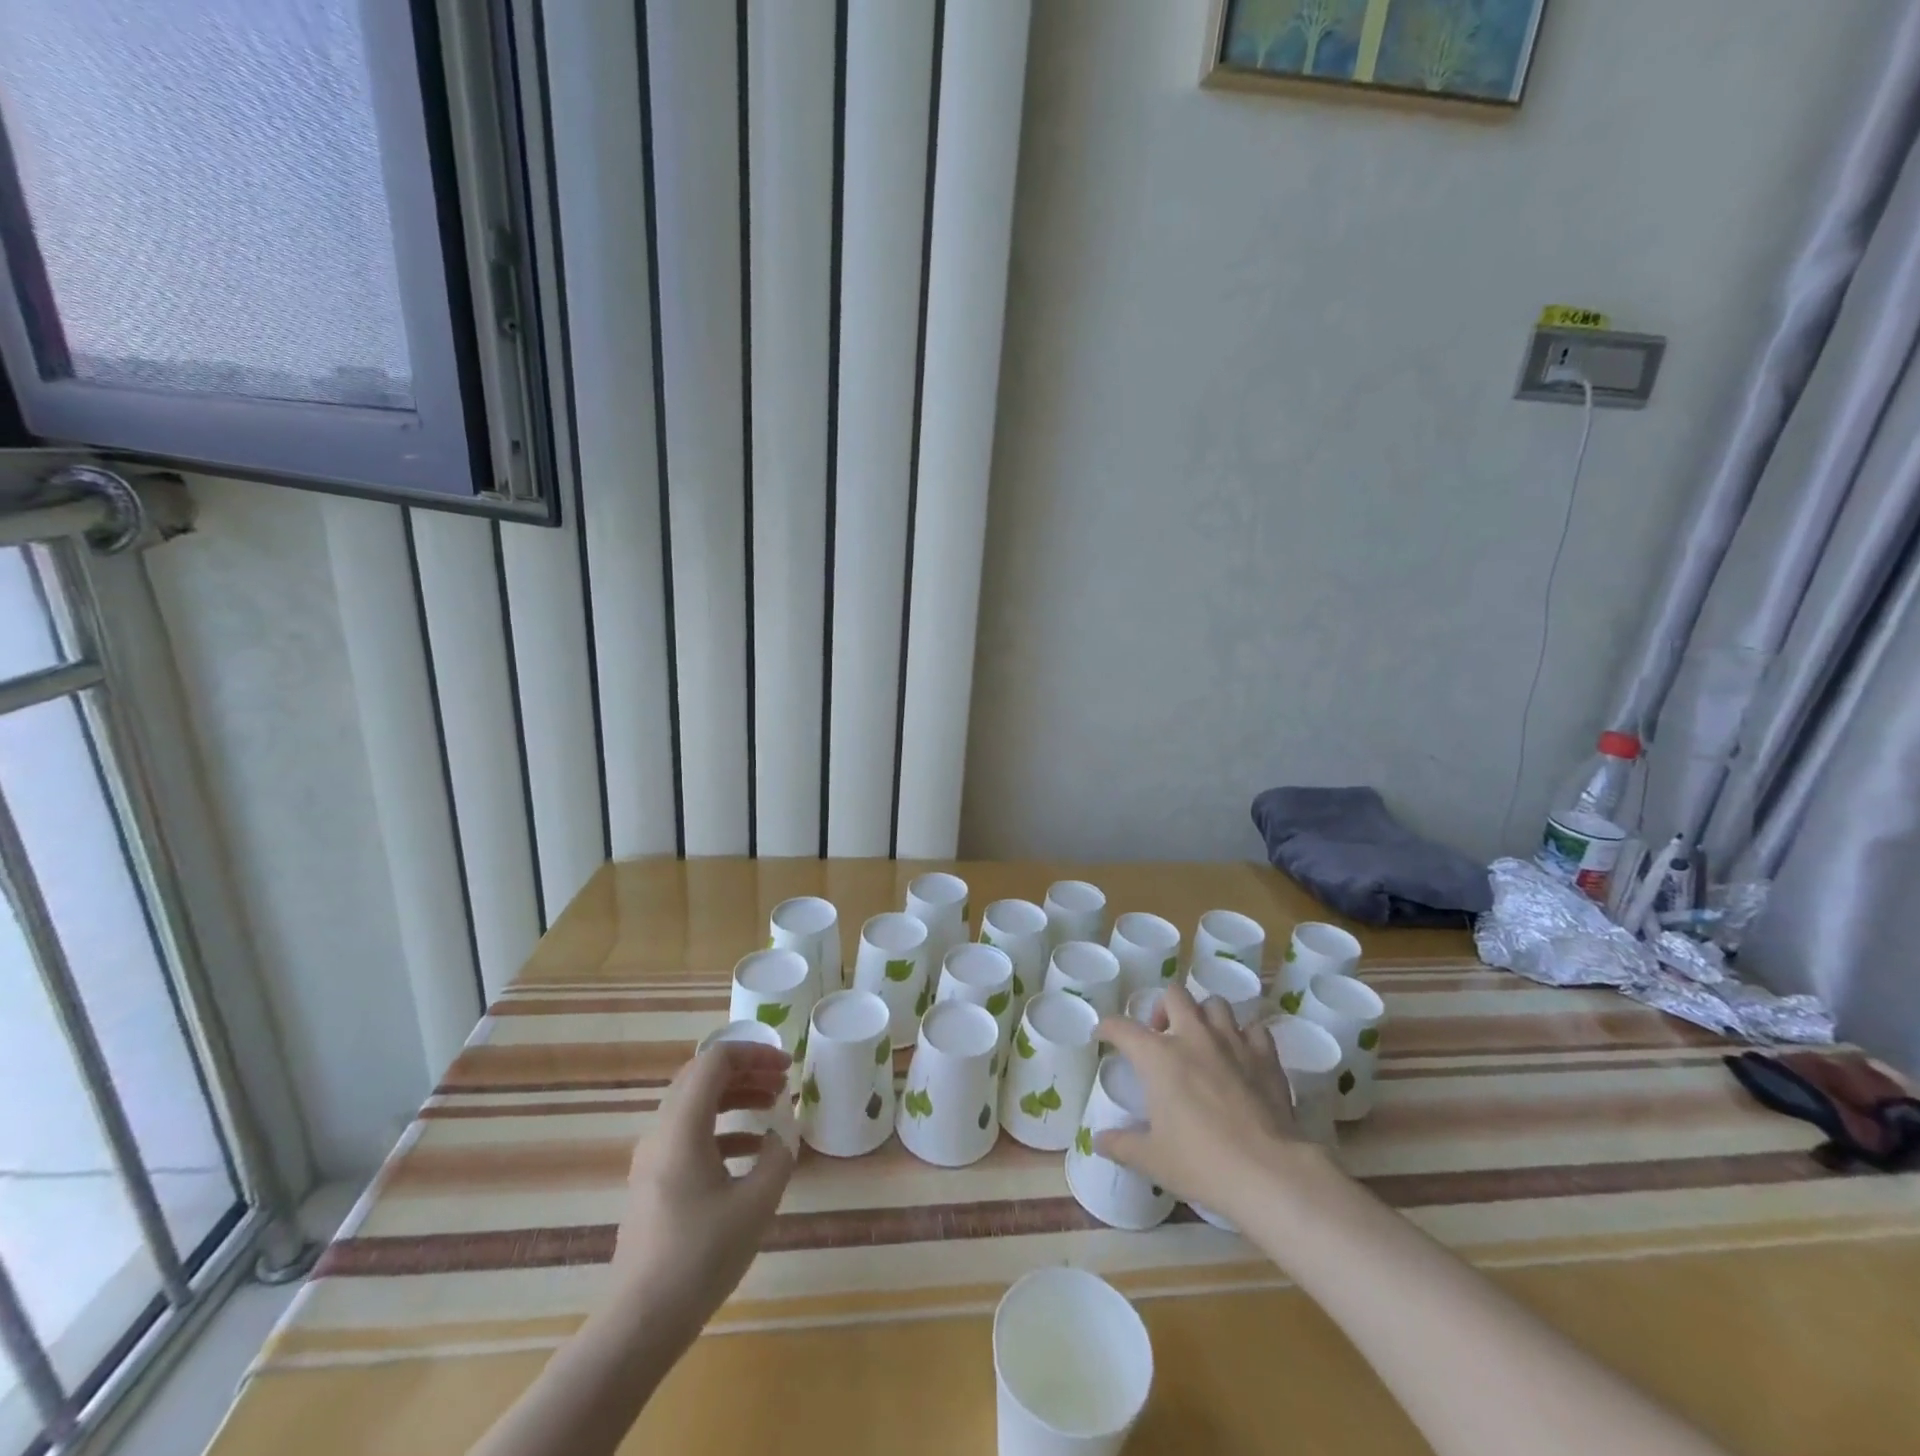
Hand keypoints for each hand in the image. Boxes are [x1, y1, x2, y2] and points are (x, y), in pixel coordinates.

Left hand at [607, 1041, 794, 1338]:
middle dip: (746, 1070)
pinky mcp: (654, 1182)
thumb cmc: (700, 1257)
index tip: (787, 1067)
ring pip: (696, 1104)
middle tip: (782, 1081)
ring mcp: (653, 1158)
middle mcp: (662, 1132)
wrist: (640, 1323)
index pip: (716, 1060)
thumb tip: (781, 1135)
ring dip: (735, 1097)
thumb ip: (777, 1158)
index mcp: (683, 1126)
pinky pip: (690, 1134)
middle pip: (703, 1076)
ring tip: (773, 1106)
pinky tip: (752, 1150)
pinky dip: (723, 1127)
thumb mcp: (756, 1204)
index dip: (755, 1053)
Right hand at [1094, 986, 1317, 1220]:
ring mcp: (1232, 1041)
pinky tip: (1242, 1056)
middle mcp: (1193, 1036)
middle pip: (1174, 995)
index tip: (1103, 1033)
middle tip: (1162, 1035)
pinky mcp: (1265, 1056)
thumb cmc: (1202, 1163)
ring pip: (1215, 1004)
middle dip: (1163, 1008)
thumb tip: (1098, 1140)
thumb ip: (1122, 1145)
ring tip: (1202, 1040)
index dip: (1108, 1027)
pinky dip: (1245, 1036)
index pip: (1122, 1027)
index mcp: (1158, 1056)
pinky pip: (1254, 1029)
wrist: (1268, 1172)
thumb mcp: (1153, 1160)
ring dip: (1204, 1016)